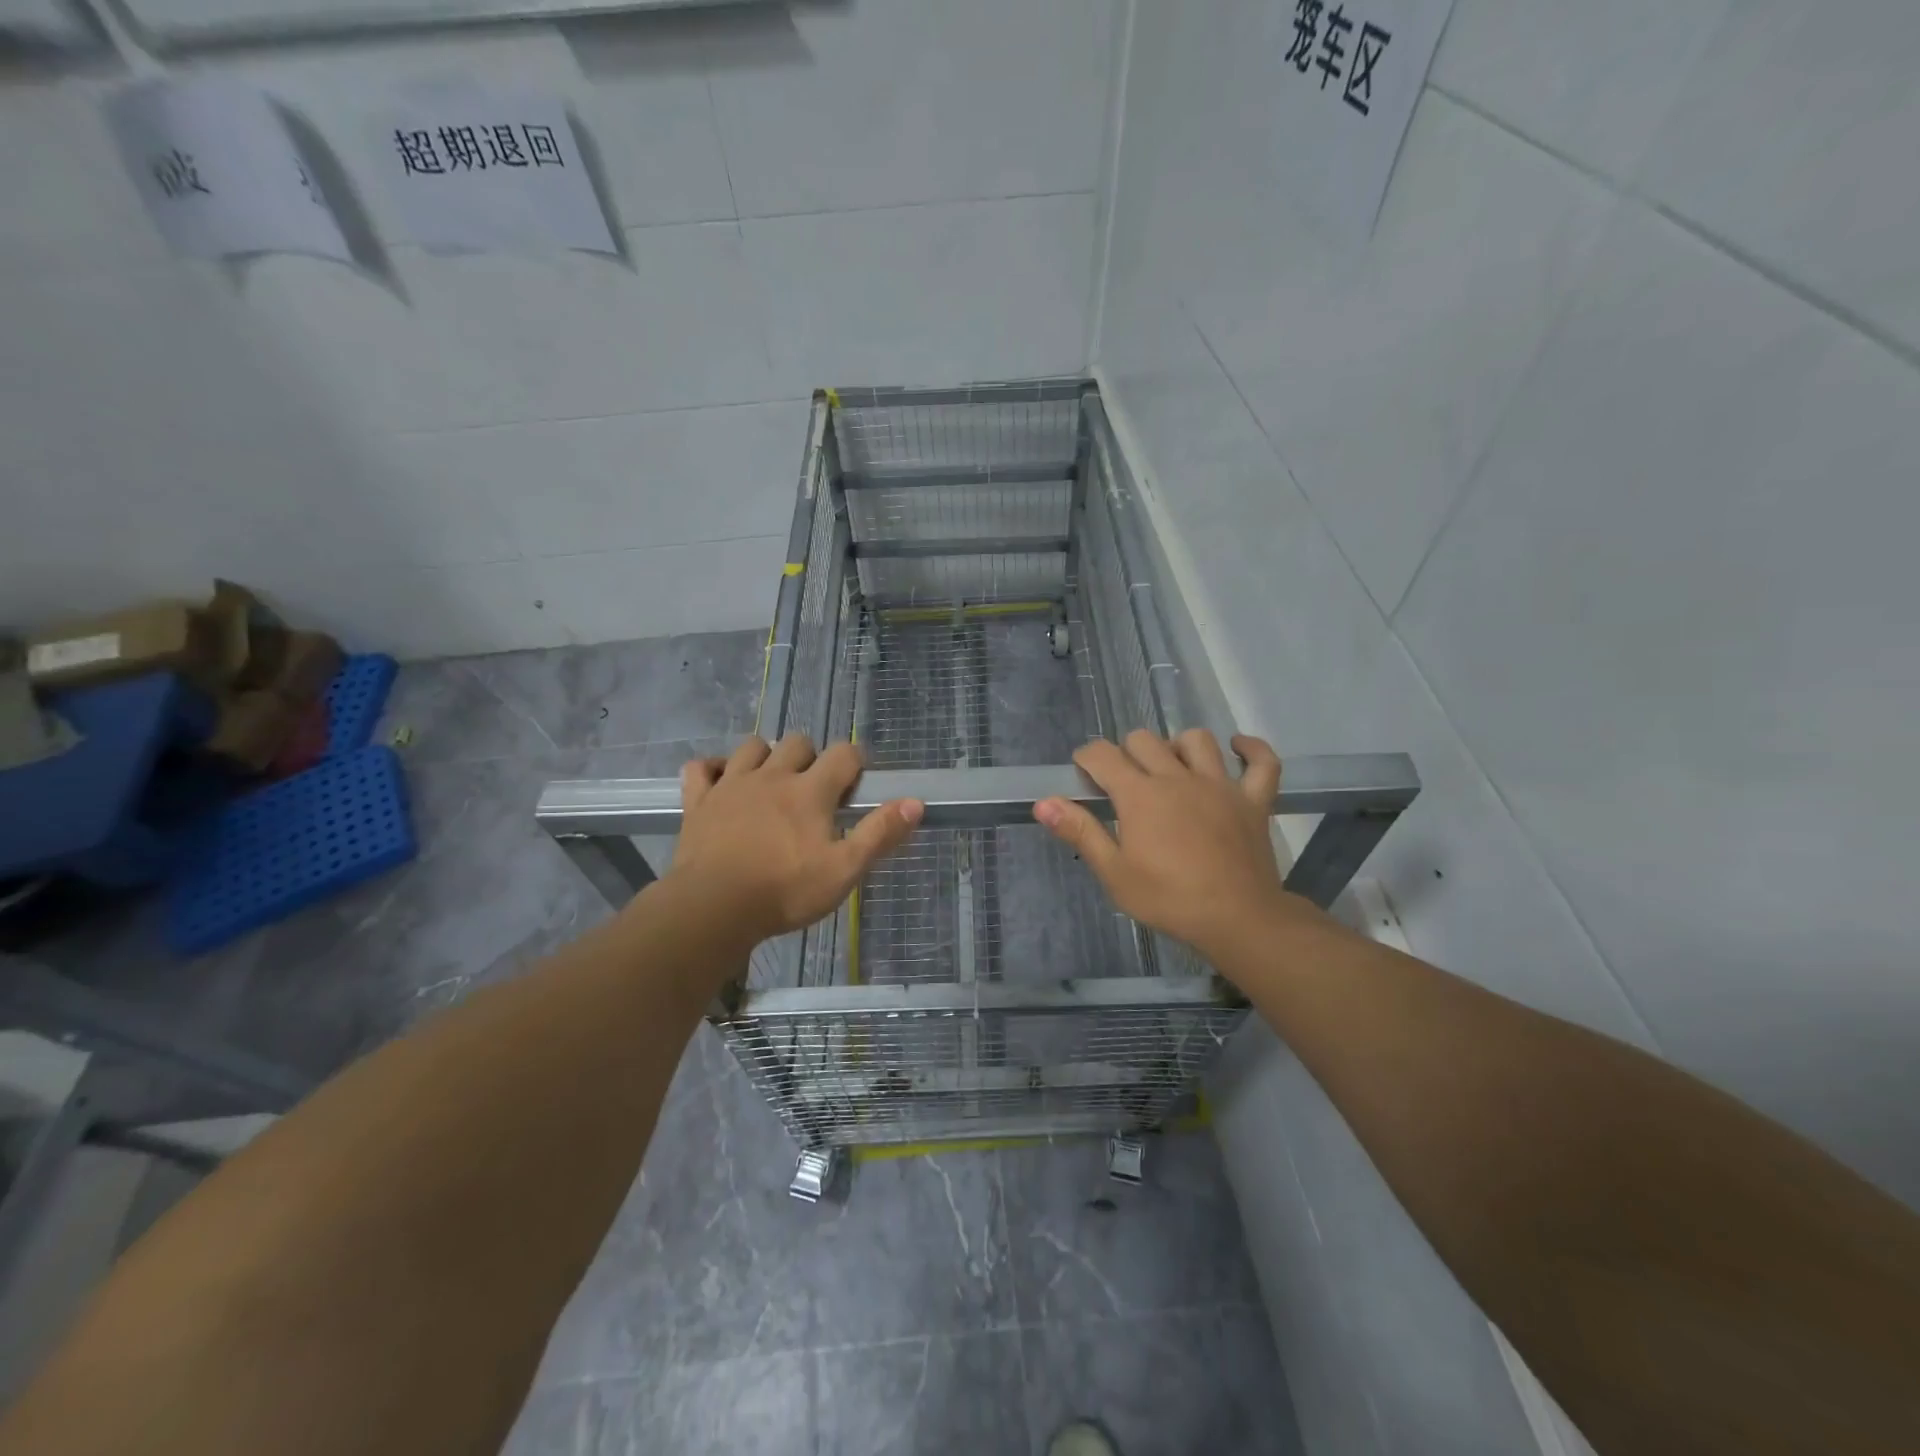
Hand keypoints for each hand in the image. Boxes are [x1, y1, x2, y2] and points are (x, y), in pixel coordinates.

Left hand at [667, 735, 923, 944]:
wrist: (713, 908)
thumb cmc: (785, 891)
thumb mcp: (844, 870)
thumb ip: (879, 834)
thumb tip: (915, 802)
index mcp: (810, 791)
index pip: (843, 754)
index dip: (855, 761)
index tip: (857, 781)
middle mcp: (772, 776)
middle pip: (798, 742)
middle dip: (811, 757)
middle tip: (815, 789)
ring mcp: (731, 784)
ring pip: (752, 746)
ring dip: (766, 756)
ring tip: (772, 782)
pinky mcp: (699, 801)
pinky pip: (700, 767)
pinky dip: (713, 769)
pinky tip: (721, 783)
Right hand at [1033, 730, 1319, 963]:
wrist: (1238, 919)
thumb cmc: (1169, 899)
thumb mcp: (1114, 872)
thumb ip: (1080, 831)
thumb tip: (1043, 802)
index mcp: (1140, 795)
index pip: (1103, 755)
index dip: (1087, 758)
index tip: (1083, 774)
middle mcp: (1177, 778)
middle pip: (1144, 740)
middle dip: (1126, 753)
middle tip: (1123, 783)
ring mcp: (1220, 785)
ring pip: (1196, 740)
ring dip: (1178, 746)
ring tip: (1171, 768)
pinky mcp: (1253, 800)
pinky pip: (1262, 763)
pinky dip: (1252, 750)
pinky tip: (1238, 748)